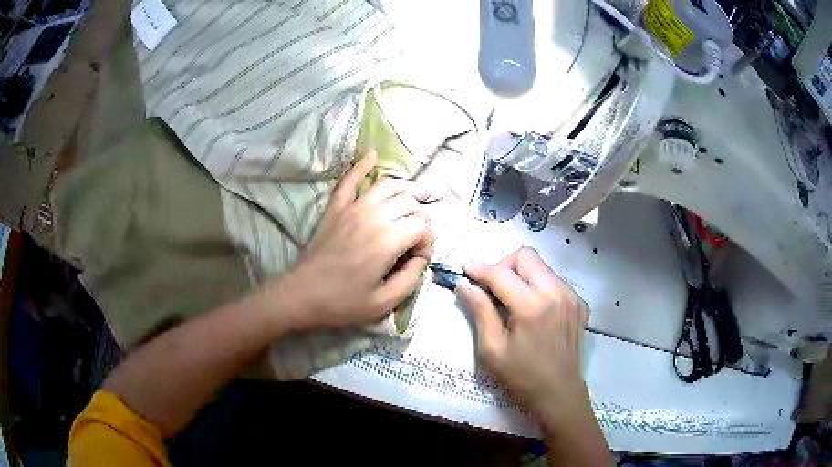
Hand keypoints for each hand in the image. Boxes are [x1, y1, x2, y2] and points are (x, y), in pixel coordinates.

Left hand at [271, 151, 435, 329]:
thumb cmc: (343, 303)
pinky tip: (372, 156)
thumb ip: (412, 278)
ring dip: (405, 190)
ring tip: (415, 197)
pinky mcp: (336, 208)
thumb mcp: (385, 303)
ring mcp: (352, 208)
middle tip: (417, 236)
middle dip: (420, 216)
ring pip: (388, 186)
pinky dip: (362, 166)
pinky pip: (350, 180)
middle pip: (410, 202)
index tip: (418, 258)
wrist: (302, 294)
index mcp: (388, 240)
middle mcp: (374, 216)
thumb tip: (421, 257)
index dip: (428, 241)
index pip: (423, 226)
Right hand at [457, 247, 589, 415]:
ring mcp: (572, 296)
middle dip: (504, 266)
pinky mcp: (580, 303)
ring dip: (522, 276)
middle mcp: (556, 292)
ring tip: (513, 301)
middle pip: (526, 256)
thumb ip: (480, 311)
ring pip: (542, 267)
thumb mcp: (492, 349)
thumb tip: (465, 284)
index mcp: (532, 306)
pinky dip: (539, 287)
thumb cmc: (521, 376)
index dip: (480, 269)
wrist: (559, 393)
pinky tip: (534, 310)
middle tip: (492, 289)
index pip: (501, 273)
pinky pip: (555, 281)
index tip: (465, 269)